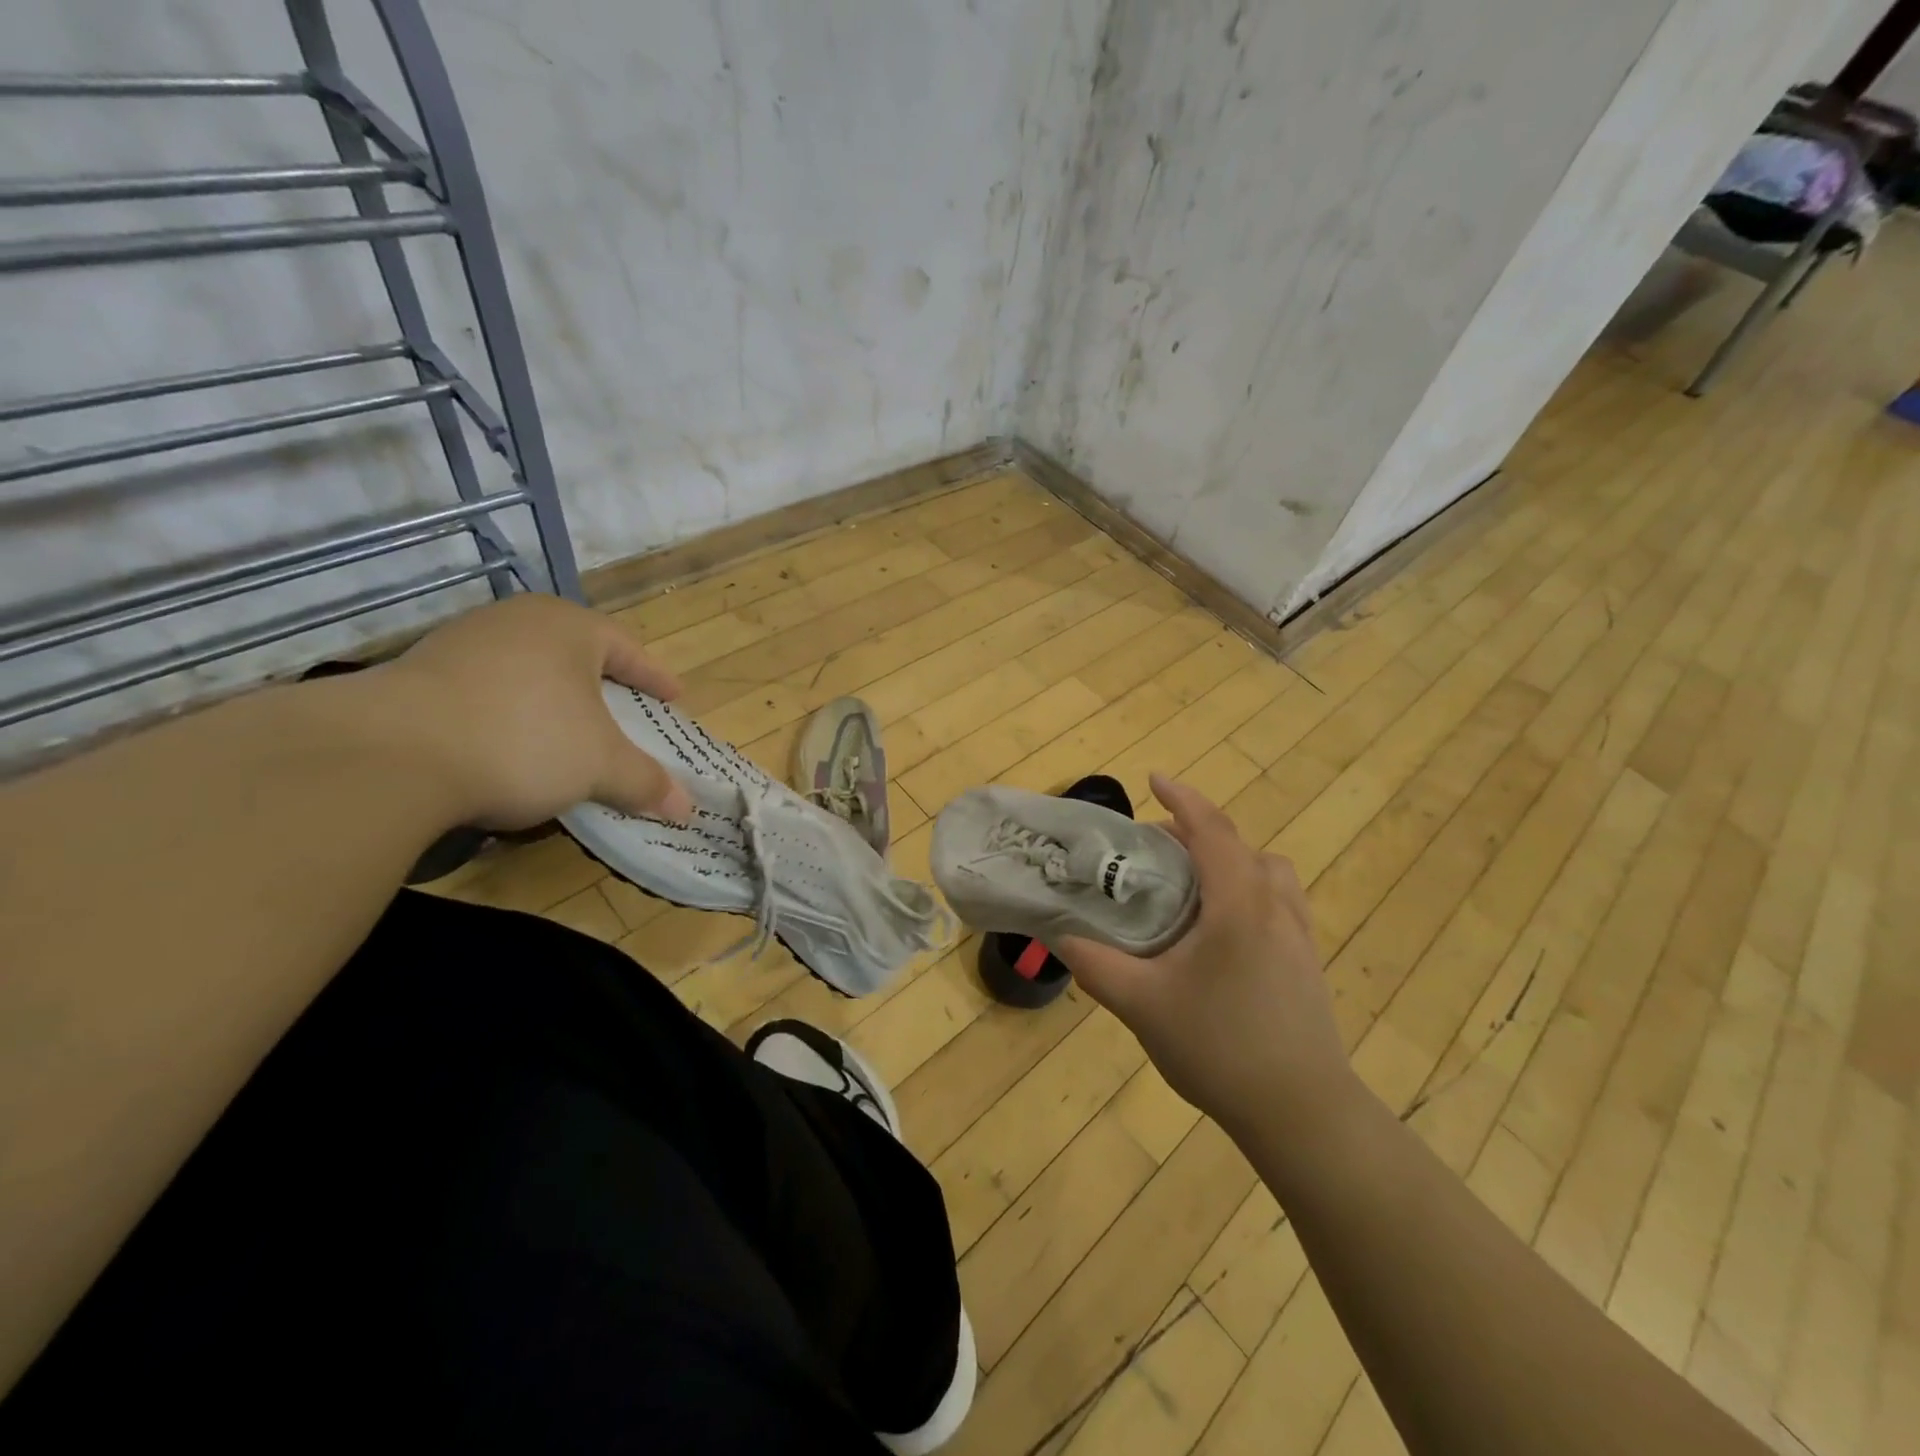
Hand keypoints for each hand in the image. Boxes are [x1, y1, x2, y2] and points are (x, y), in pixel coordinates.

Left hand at [362, 593, 692, 830]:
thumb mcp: (600, 767)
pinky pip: (486, 689)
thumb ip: (645, 782)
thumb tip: (686, 810)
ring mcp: (461, 643)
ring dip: (553, 700)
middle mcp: (516, 621)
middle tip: (624, 711)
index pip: (627, 648)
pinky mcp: (417, 673)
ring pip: (528, 669)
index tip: (673, 698)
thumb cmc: (524, 741)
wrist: (389, 755)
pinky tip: (508, 744)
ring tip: (566, 732)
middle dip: (603, 684)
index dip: (654, 677)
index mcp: (569, 627)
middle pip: (576, 653)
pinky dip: (510, 713)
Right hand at [1056, 774, 1354, 1133]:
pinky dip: (1247, 889)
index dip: (1181, 799)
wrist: (1301, 1112)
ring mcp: (1298, 934)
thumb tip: (1059, 934)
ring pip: (1266, 871)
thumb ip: (1095, 964)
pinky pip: (1277, 900)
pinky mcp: (1307, 960)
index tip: (1152, 780)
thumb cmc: (1219, 1048)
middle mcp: (1275, 906)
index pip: (1211, 830)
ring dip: (1228, 860)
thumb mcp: (1141, 1004)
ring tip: (1191, 885)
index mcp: (1238, 904)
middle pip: (1238, 846)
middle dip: (1196, 832)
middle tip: (1153, 847)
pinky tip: (1221, 930)